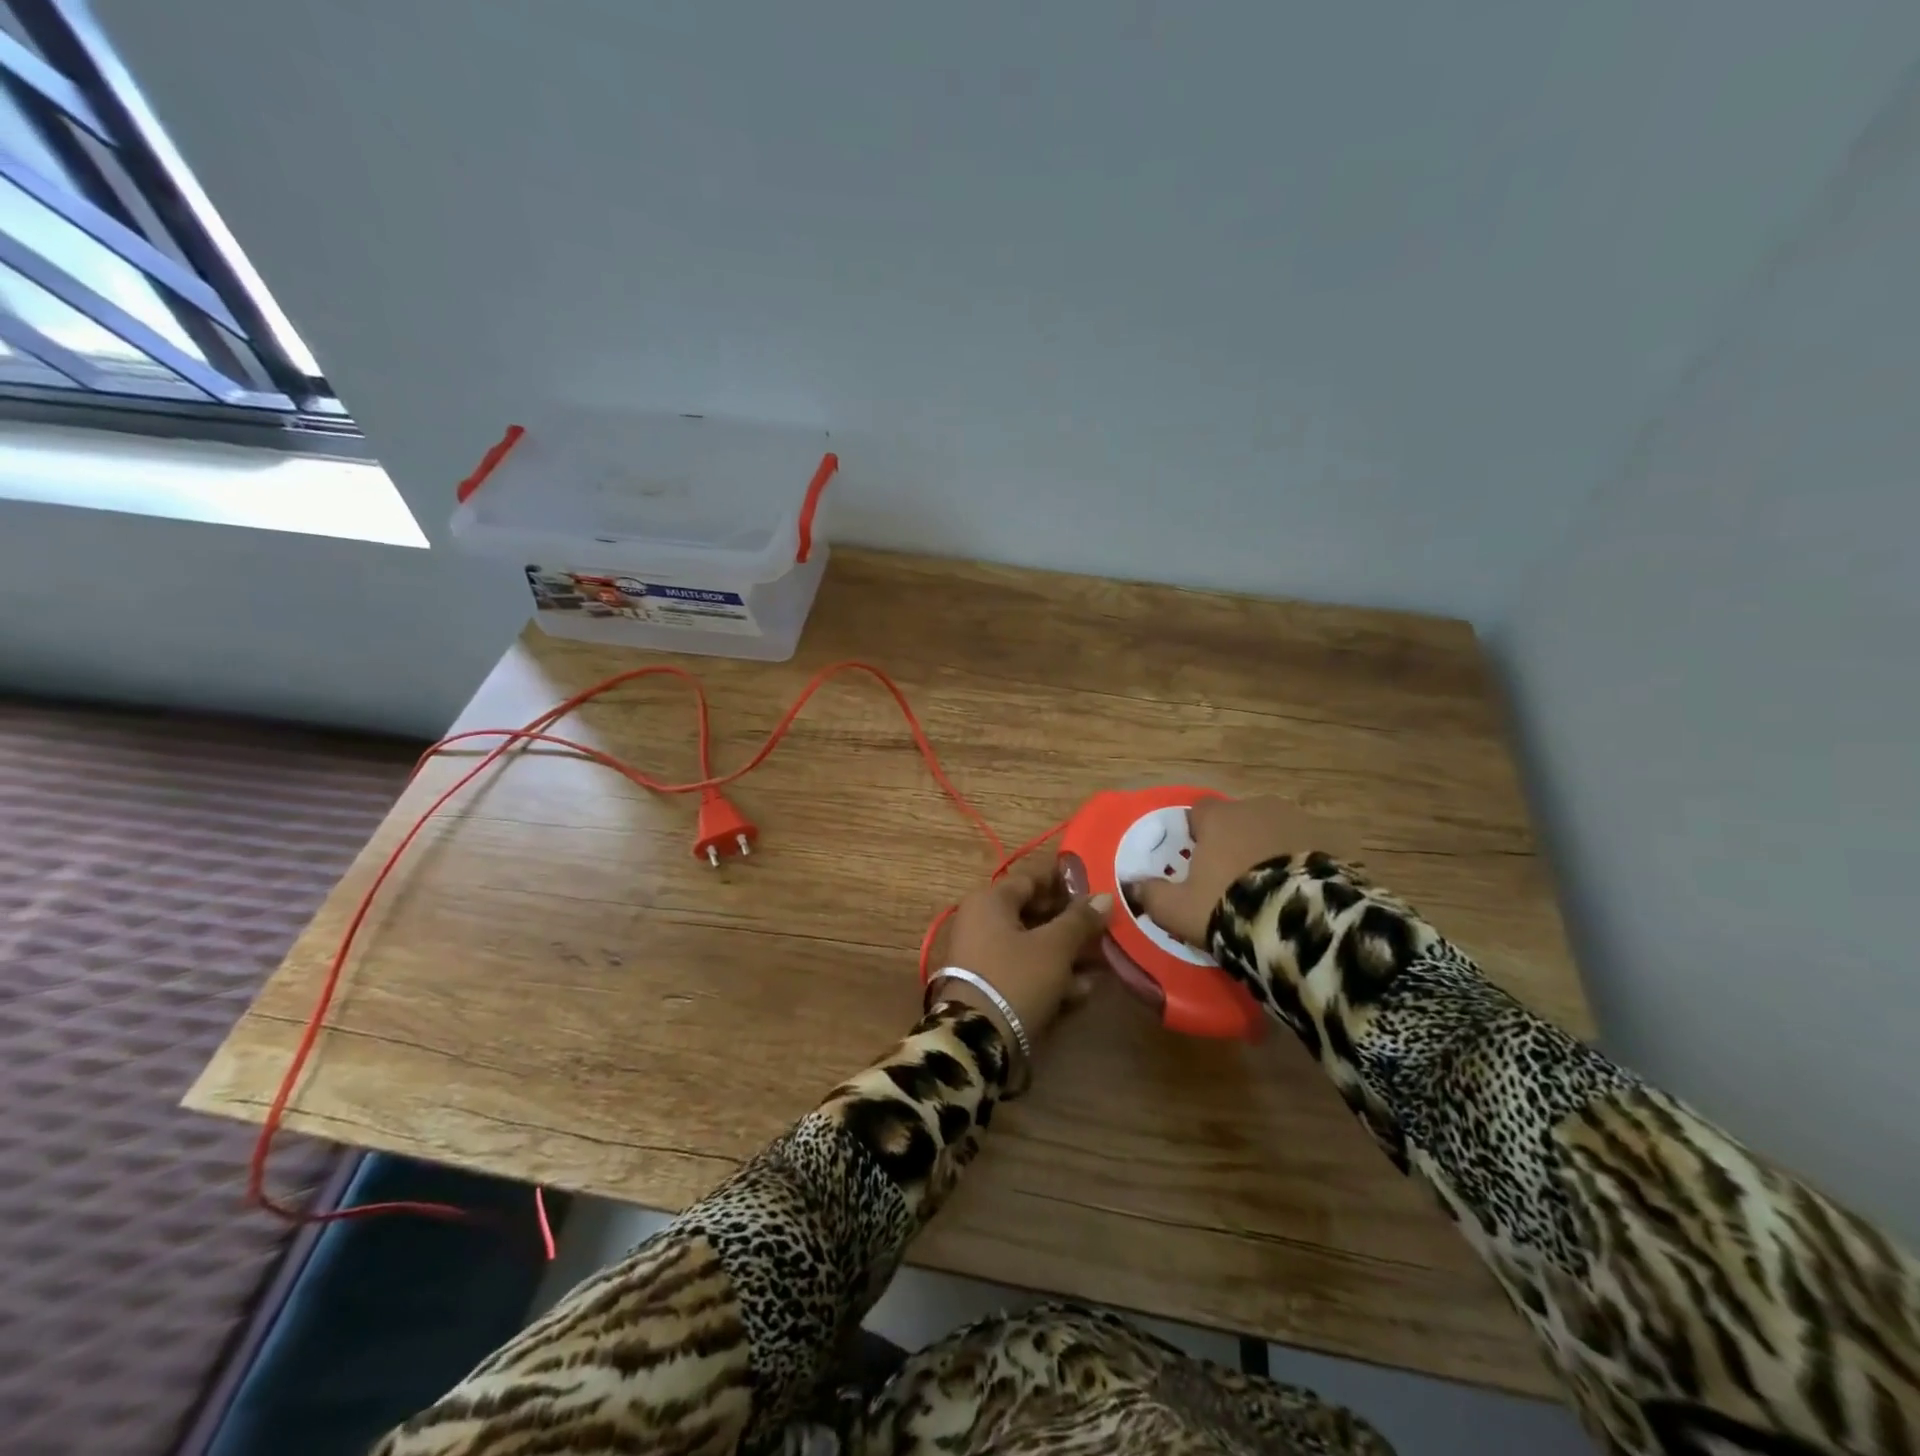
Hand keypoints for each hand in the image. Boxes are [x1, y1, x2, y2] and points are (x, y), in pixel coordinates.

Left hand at [930, 853, 1112, 1043]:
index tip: (1096, 888)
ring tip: (1104, 961)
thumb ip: (1080, 920)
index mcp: (990, 901)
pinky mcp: (989, 985)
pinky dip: (1051, 975)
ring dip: (1067, 952)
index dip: (1065, 882)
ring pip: (1032, 944)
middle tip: (1105, 927)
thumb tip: (1103, 896)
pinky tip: (1083, 989)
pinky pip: (1024, 970)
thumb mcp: (1054, 947)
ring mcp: (983, 955)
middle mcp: (981, 921)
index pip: (1031, 879)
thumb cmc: (1016, 978)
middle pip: (1033, 913)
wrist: (976, 1039)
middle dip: (1071, 922)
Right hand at [1129, 796, 1359, 948]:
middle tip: (1236, 881)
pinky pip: (1311, 850)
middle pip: (1240, 820)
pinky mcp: (1336, 842)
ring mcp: (1301, 821)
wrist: (1302, 921)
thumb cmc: (1229, 906)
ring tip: (1274, 890)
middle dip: (1237, 842)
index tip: (1198, 863)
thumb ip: (1151, 894)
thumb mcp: (1178, 909)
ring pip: (1277, 831)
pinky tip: (1303, 894)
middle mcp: (1259, 807)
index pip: (1198, 812)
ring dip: (1272, 851)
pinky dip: (1305, 864)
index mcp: (1219, 818)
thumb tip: (1131, 885)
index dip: (1196, 835)